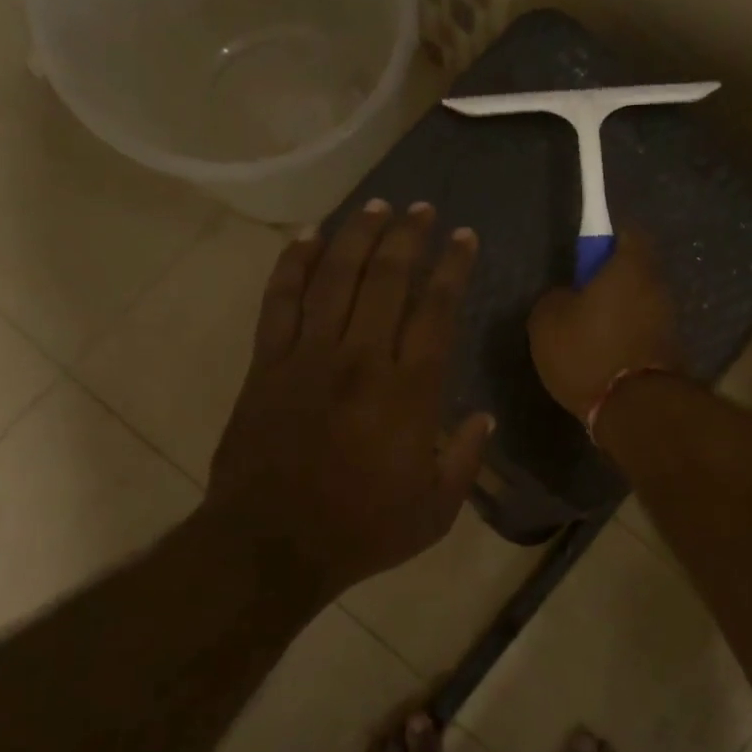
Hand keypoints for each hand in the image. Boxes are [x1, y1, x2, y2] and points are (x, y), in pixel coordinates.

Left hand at [205, 200, 493, 599]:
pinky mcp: (268, 364)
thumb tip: (484, 418)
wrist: (270, 545)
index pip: (437, 311)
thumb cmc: (361, 530)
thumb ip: (465, 459)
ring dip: (358, 236)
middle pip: (388, 279)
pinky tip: (307, 236)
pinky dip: (293, 264)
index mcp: (408, 392)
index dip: (453, 268)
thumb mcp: (435, 510)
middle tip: (422, 209)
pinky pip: (280, 301)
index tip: (464, 237)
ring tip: (376, 206)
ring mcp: (309, 357)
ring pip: (336, 278)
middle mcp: (361, 359)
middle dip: (409, 236)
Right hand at [527, 229, 685, 422]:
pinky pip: (644, 332)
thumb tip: (568, 297)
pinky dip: (627, 338)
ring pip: (640, 303)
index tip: (588, 254)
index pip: (629, 232)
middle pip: (636, 271)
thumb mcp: (546, 320)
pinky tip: (605, 356)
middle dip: (612, 280)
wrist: (633, 408)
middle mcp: (658, 287)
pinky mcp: (670, 351)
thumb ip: (556, 297)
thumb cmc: (587, 352)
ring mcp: (669, 321)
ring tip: (589, 334)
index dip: (608, 238)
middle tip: (580, 298)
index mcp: (630, 267)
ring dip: (620, 312)